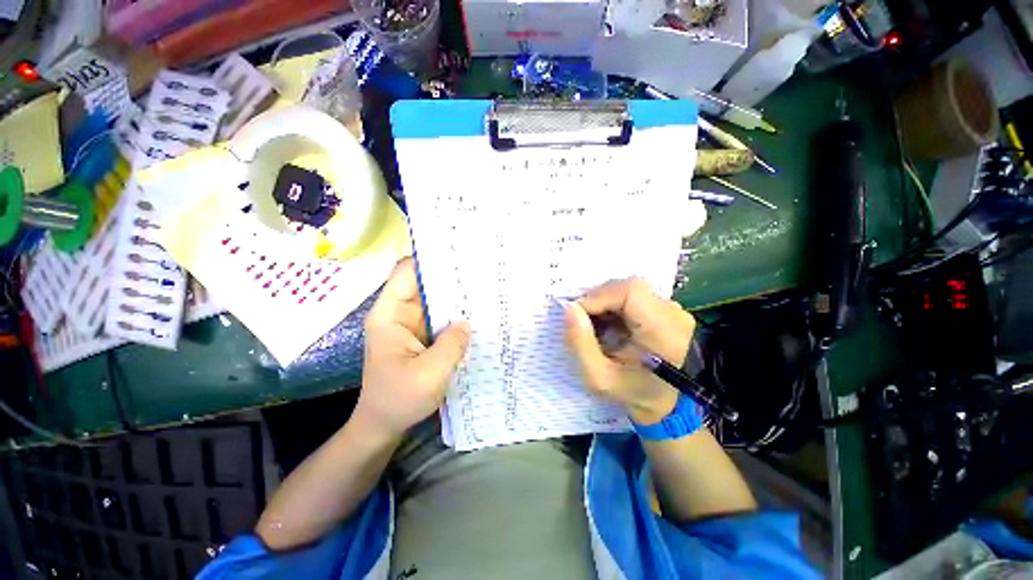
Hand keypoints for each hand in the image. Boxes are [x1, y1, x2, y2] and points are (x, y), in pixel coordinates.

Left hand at [356, 257, 469, 438]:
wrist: (383, 424)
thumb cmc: (399, 400)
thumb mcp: (429, 374)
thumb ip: (451, 344)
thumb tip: (467, 321)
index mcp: (390, 315)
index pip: (405, 272)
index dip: (428, 260)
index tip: (458, 255)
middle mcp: (399, 313)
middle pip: (423, 283)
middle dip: (449, 277)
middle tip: (481, 271)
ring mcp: (411, 324)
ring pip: (434, 300)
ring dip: (455, 296)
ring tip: (484, 290)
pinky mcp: (422, 335)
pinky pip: (440, 317)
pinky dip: (456, 314)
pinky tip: (476, 315)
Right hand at [564, 278, 695, 424]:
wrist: (666, 402)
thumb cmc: (633, 393)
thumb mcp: (599, 378)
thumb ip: (580, 344)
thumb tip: (569, 308)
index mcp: (663, 332)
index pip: (630, 291)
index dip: (598, 297)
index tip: (577, 315)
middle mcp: (674, 314)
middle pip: (629, 286)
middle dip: (599, 299)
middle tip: (583, 321)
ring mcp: (673, 309)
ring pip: (630, 288)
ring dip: (605, 302)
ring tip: (595, 325)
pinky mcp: (666, 309)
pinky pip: (634, 295)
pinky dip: (614, 305)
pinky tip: (608, 324)